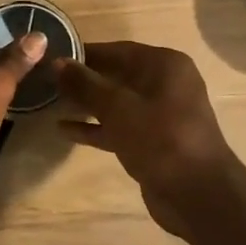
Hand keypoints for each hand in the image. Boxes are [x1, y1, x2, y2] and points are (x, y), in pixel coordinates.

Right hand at [56, 42, 243, 236]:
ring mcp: (161, 114)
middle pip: (117, 75)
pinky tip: (65, 130)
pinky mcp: (153, 141)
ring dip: (87, 104)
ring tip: (52, 102)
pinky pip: (120, 126)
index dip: (86, 53)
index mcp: (165, 65)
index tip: (54, 55)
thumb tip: (57, 62)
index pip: (118, 50)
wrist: (197, 195)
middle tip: (48, 80)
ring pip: (117, 102)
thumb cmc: (160, 138)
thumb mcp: (117, 107)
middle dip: (84, 79)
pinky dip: (96, 127)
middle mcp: (165, 84)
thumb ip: (86, 84)